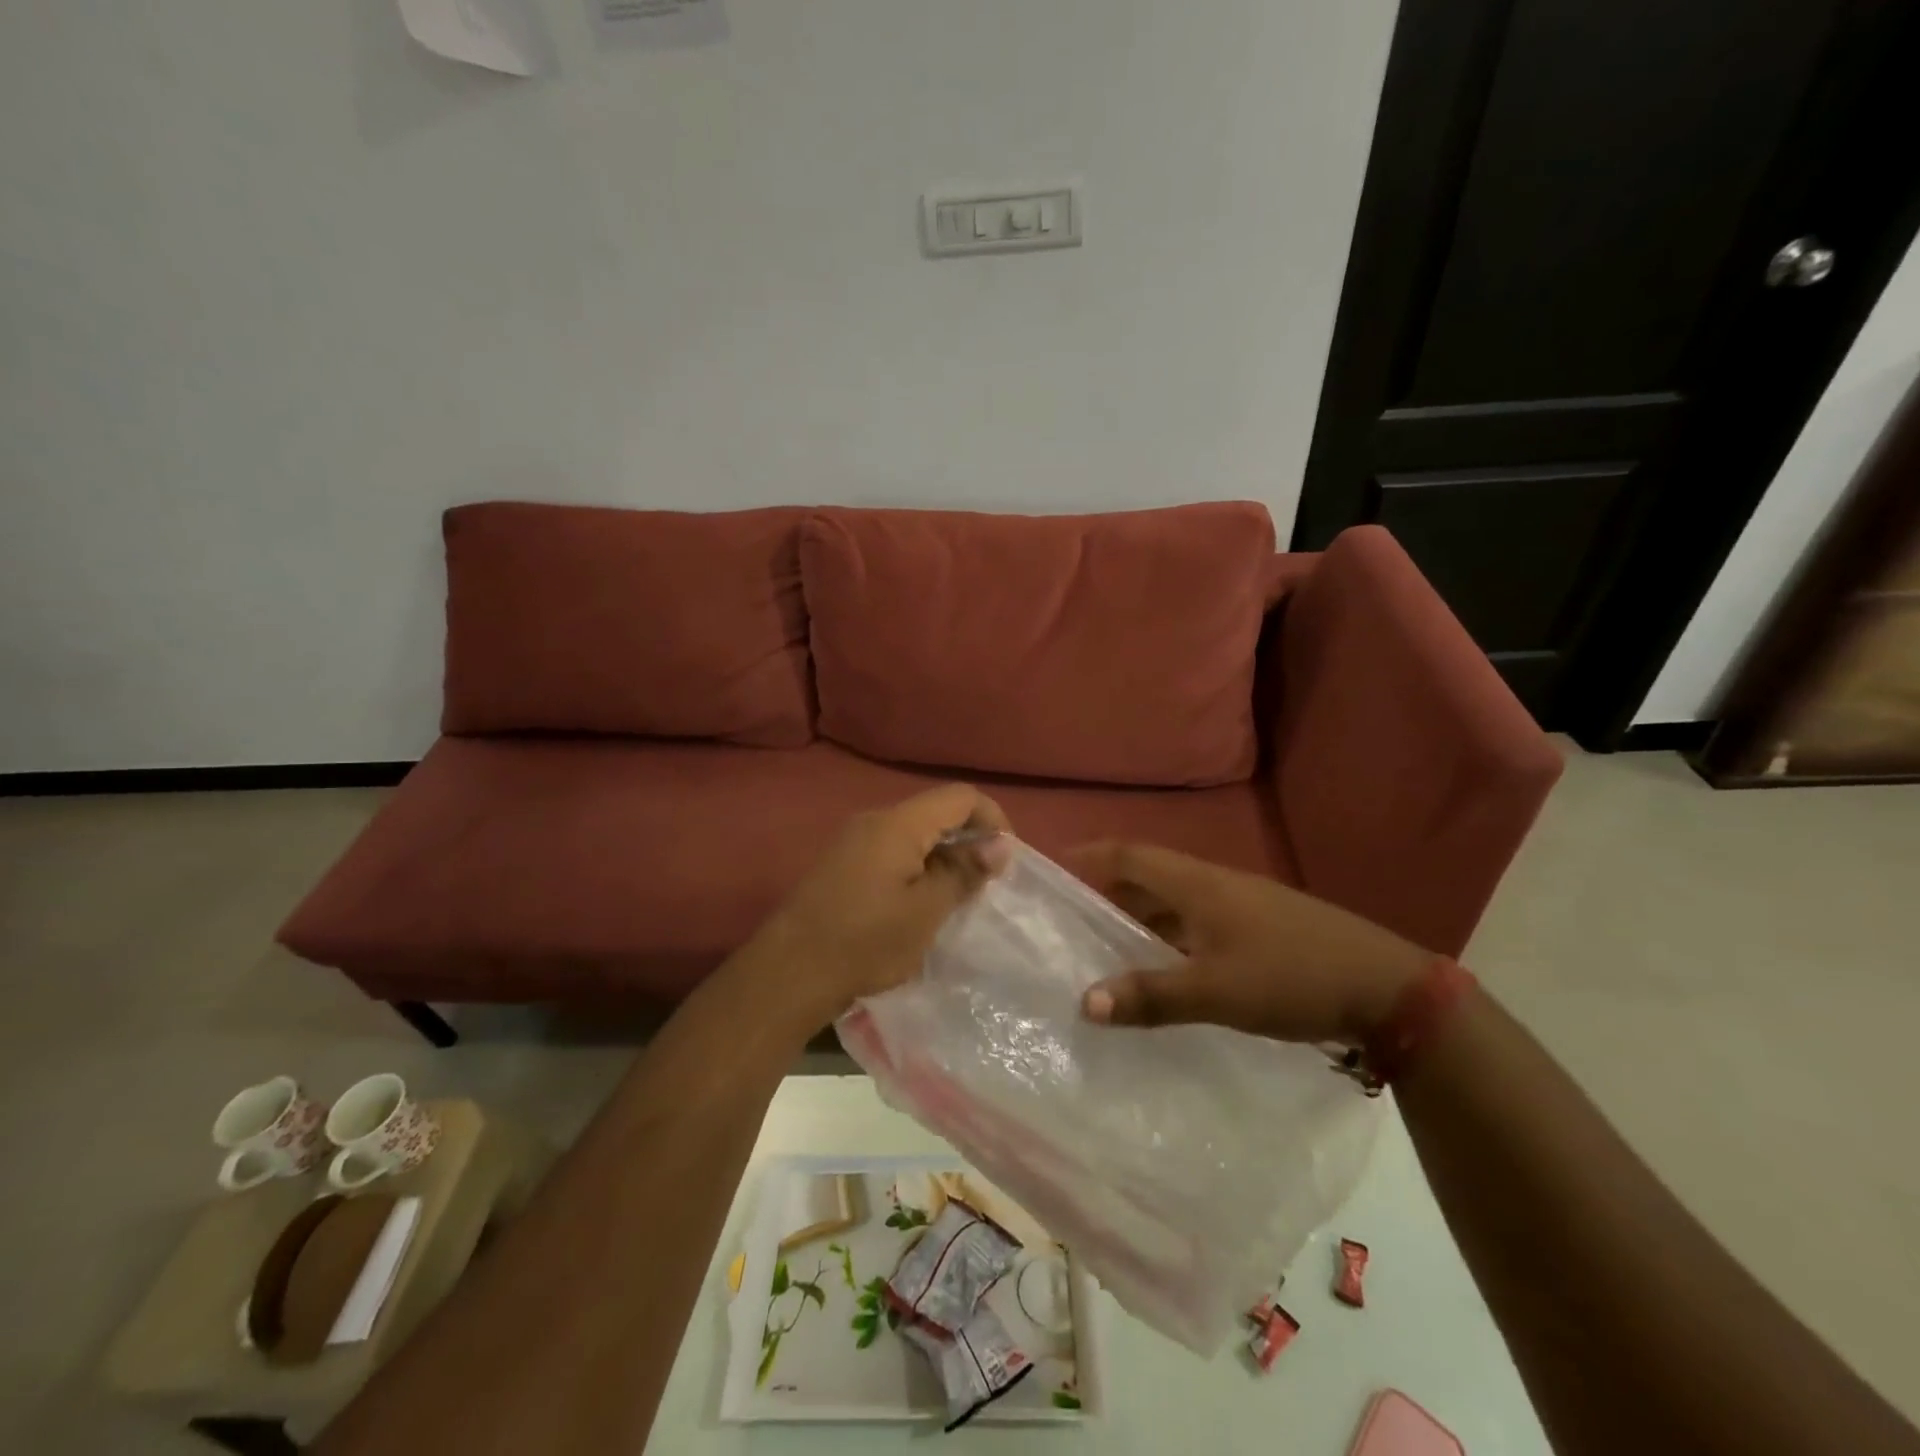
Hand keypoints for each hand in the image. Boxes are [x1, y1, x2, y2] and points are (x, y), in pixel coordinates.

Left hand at [748, 784, 1010, 1024]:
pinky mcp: (842, 863)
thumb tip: (1000, 845)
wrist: (790, 972)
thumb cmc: (866, 940)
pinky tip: (920, 904)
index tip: (1005, 860)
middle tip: (985, 883)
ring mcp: (853, 840)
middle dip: (967, 840)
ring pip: (914, 833)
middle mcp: (874, 820)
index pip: (960, 796)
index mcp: (898, 823)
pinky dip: (916, 867)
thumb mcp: (927, 910)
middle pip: (936, 812)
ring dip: (942, 857)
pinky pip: (891, 850)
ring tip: (956, 898)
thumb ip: (964, 872)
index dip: (992, 819)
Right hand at [1068, 842, 1432, 1044]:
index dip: (1090, 856)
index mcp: (1197, 884)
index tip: (1053, 868)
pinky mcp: (1259, 928)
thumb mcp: (1216, 991)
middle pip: (1148, 875)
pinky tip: (1165, 966)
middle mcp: (1214, 884)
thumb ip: (1151, 996)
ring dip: (1139, 915)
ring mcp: (1240, 905)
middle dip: (1107, 889)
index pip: (1129, 855)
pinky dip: (1169, 936)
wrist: (1385, 987)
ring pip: (1174, 901)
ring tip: (1105, 944)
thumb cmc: (1291, 976)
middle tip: (1069, 915)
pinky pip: (1197, 922)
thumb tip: (1084, 1002)